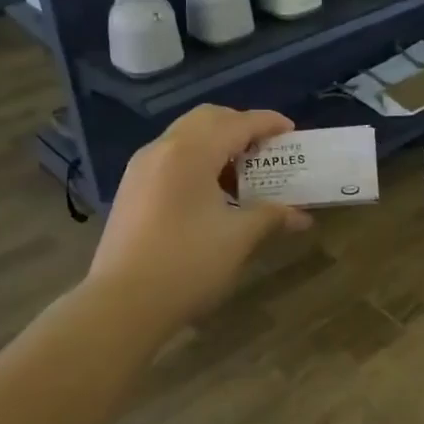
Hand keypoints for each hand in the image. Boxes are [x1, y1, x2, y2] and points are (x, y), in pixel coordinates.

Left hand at [87, 105, 311, 332]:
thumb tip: (301, 216)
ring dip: (217, 144)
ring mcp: (141, 168)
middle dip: (239, 126)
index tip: (291, 131)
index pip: (237, 123)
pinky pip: (170, 158)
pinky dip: (197, 161)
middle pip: (207, 119)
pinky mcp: (131, 189)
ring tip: (242, 174)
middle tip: (266, 148)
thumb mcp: (238, 239)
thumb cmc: (188, 264)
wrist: (123, 303)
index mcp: (190, 152)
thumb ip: (271, 217)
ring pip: (185, 137)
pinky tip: (211, 193)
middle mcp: (162, 149)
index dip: (267, 123)